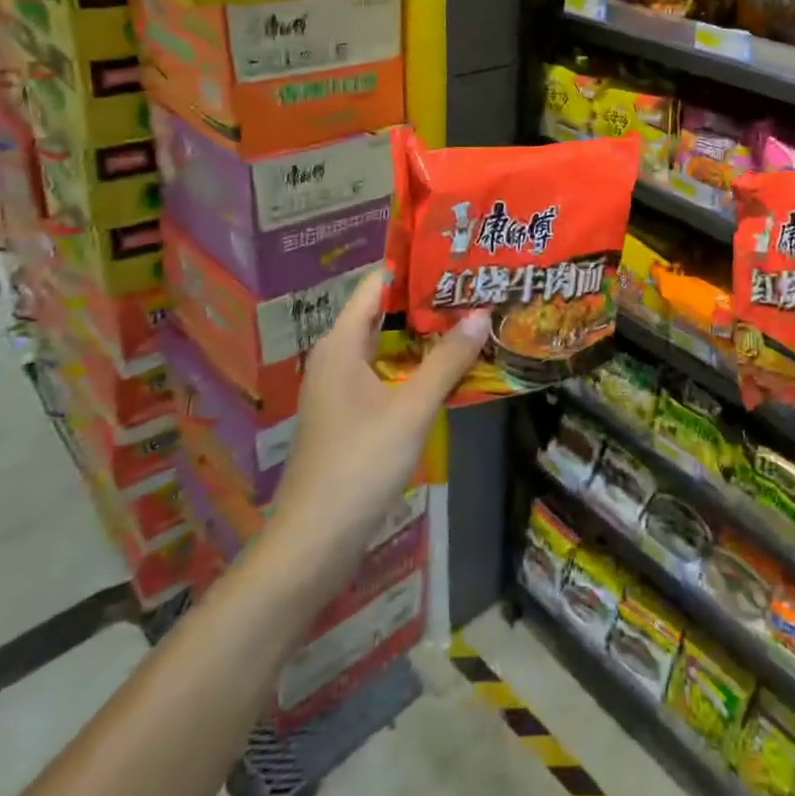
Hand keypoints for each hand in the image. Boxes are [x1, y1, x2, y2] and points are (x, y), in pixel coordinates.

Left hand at [264, 270, 487, 573]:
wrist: (313, 543)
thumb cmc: (359, 465)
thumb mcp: (412, 408)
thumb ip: (447, 360)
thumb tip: (481, 311)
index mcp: (341, 344)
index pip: (376, 284)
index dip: (412, 265)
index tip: (453, 252)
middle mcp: (336, 358)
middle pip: (383, 314)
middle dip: (426, 301)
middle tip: (474, 284)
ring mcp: (341, 389)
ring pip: (386, 347)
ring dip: (424, 336)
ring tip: (471, 318)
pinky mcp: (350, 416)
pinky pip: (386, 374)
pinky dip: (415, 366)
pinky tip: (449, 369)